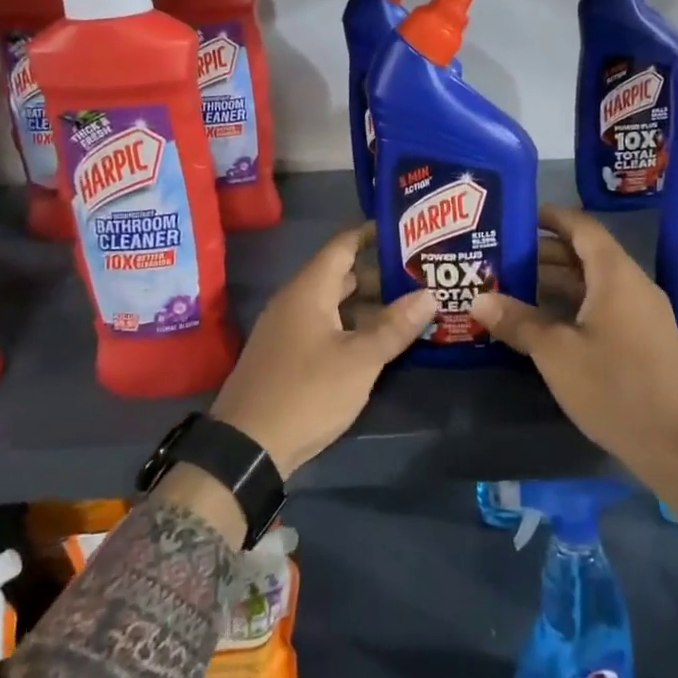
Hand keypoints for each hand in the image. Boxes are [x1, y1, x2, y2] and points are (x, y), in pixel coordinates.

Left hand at [209, 225, 436, 479]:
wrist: (247, 446)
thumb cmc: (307, 393)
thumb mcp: (359, 360)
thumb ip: (395, 326)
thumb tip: (429, 294)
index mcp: (309, 290)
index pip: (343, 245)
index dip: (372, 234)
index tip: (406, 230)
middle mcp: (295, 300)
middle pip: (341, 275)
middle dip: (380, 274)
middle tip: (421, 274)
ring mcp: (288, 328)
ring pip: (334, 304)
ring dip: (369, 304)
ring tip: (410, 307)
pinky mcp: (287, 354)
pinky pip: (325, 325)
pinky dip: (353, 325)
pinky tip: (379, 340)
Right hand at [470, 205, 677, 534]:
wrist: (677, 445)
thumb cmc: (614, 388)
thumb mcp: (556, 354)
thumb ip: (518, 322)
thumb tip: (478, 300)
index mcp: (616, 276)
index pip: (582, 228)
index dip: (550, 217)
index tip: (516, 216)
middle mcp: (633, 285)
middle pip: (586, 255)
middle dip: (544, 253)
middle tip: (501, 257)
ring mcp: (642, 313)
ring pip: (594, 284)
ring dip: (556, 283)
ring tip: (512, 287)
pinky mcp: (644, 339)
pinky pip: (604, 306)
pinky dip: (573, 305)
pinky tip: (543, 323)